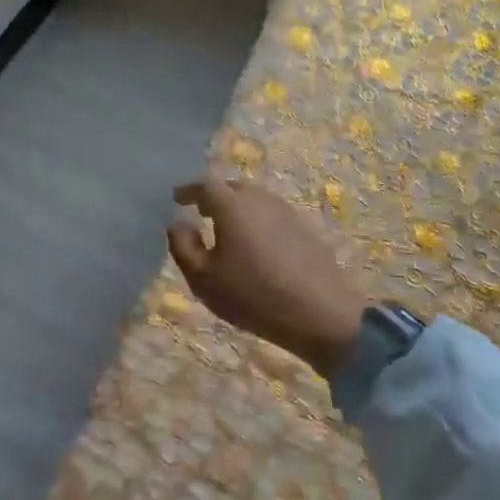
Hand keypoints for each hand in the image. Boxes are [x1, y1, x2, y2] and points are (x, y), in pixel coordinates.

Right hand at [167, 180, 365, 376]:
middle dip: (213, 197)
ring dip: (236, 209)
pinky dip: (256, 222)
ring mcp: (286, 211)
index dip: (188, 190)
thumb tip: (178, 223)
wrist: (323, 315)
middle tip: (200, 213)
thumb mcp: (204, 279)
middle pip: (231, 188)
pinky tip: (255, 245)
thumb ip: (183, 246)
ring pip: (253, 200)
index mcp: (232, 205)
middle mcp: (259, 199)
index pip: (204, 185)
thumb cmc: (254, 296)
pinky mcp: (304, 228)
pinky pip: (270, 215)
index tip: (176, 199)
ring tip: (226, 230)